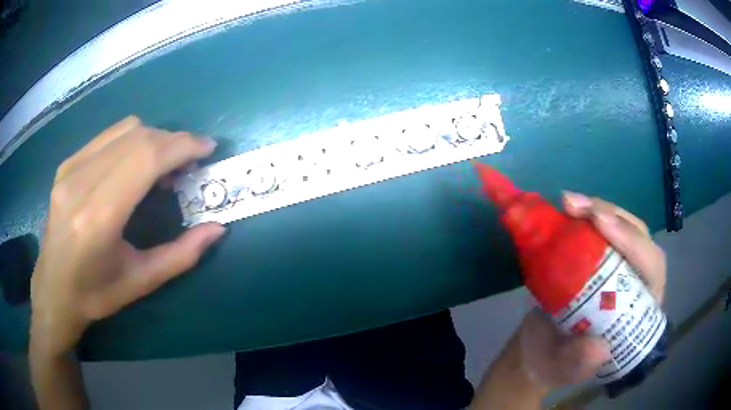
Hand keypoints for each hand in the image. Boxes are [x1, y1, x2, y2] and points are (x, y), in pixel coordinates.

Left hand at [30, 116, 224, 356]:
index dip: (182, 146)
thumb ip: (182, 255)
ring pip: (125, 129)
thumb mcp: (141, 282)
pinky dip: (132, 141)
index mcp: (98, 217)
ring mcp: (70, 169)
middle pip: (138, 137)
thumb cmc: (95, 295)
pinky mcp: (67, 164)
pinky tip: (134, 166)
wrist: (53, 290)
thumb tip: (218, 228)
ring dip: (154, 139)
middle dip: (173, 142)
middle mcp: (81, 183)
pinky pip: (109, 136)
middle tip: (188, 165)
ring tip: (162, 167)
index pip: (146, 158)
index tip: (207, 149)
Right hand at [515, 192, 666, 389]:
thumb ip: (578, 364)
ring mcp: (617, 267)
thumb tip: (598, 348)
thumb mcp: (563, 371)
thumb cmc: (554, 364)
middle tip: (578, 206)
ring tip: (568, 202)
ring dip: (597, 208)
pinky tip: (566, 208)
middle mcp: (635, 283)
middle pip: (639, 237)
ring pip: (621, 226)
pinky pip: (598, 228)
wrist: (536, 352)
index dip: (633, 243)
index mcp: (639, 310)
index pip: (651, 268)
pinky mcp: (598, 258)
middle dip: (614, 217)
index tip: (601, 224)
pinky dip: (583, 215)